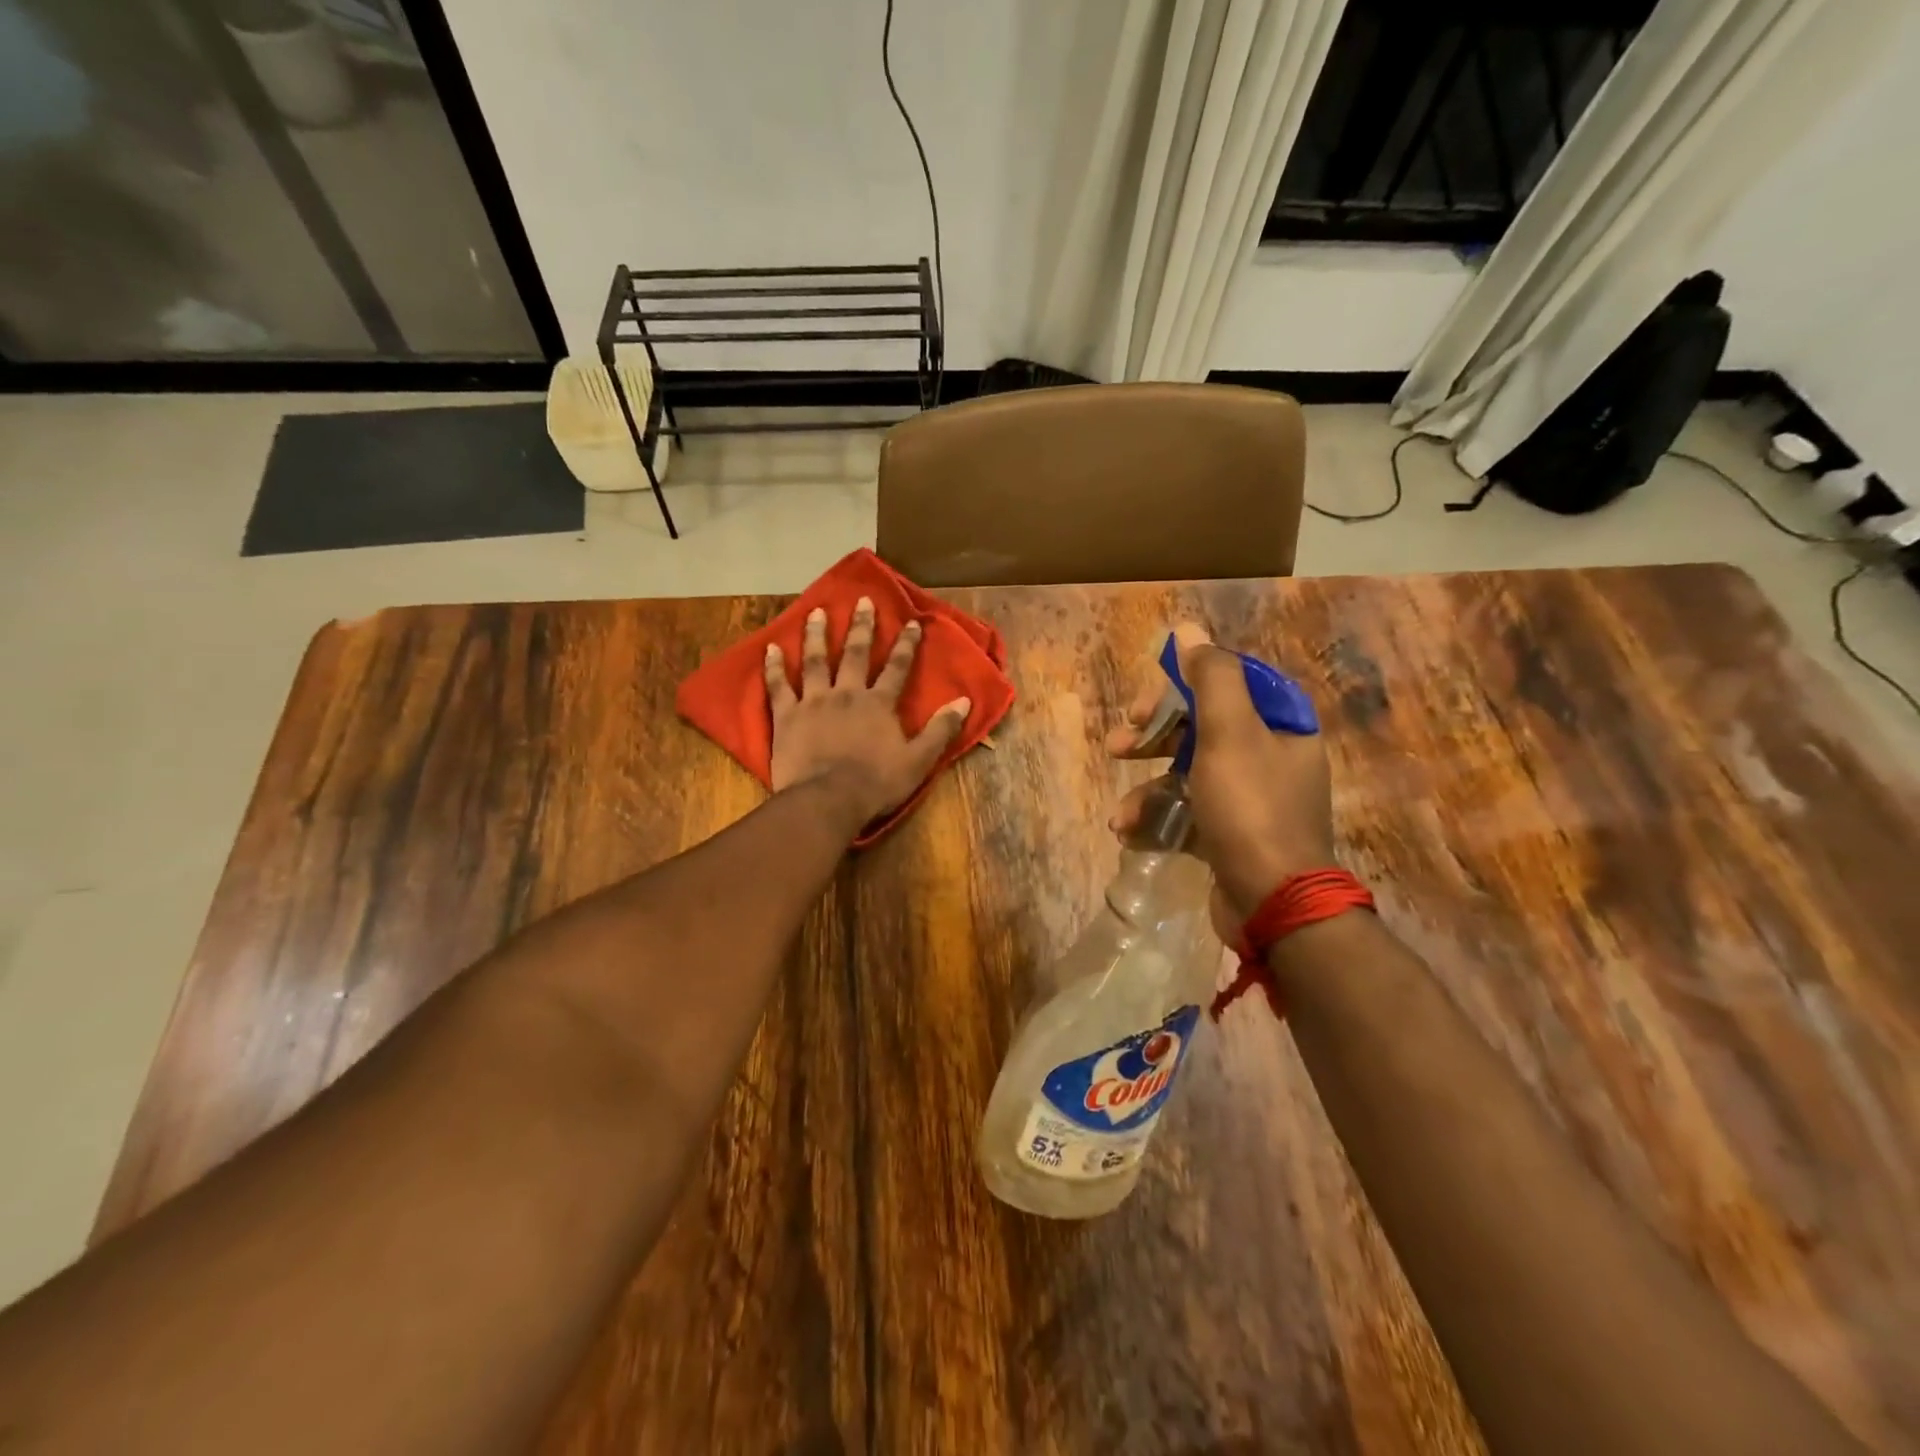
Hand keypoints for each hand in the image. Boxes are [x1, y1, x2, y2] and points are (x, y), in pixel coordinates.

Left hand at [766, 597, 971, 826]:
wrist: (827, 800)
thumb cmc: (876, 783)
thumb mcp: (919, 760)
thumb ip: (940, 729)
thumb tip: (964, 701)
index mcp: (879, 704)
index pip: (897, 668)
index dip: (906, 644)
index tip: (911, 622)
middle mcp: (847, 693)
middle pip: (856, 654)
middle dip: (862, 626)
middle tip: (862, 600)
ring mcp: (814, 702)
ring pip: (815, 661)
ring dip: (817, 635)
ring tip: (817, 612)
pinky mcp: (787, 716)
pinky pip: (778, 686)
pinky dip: (773, 667)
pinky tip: (770, 648)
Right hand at [1106, 623, 1334, 922]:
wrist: (1274, 903)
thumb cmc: (1250, 808)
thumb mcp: (1229, 734)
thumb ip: (1210, 677)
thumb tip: (1188, 629)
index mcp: (1279, 723)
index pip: (1225, 684)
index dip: (1179, 687)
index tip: (1143, 705)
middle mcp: (1269, 755)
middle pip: (1201, 727)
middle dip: (1153, 737)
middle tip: (1119, 745)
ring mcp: (1250, 798)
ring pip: (1187, 773)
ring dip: (1147, 789)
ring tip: (1120, 815)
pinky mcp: (1231, 833)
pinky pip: (1188, 811)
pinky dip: (1159, 819)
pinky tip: (1132, 834)